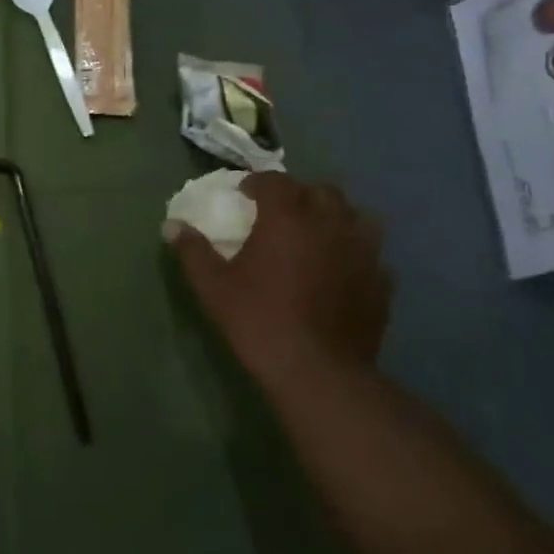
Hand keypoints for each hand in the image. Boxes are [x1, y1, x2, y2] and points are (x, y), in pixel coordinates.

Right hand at [169, 173, 390, 384]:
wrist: (317, 371)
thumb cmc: (258, 320)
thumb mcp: (213, 287)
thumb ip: (193, 251)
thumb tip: (172, 225)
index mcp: (288, 218)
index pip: (275, 181)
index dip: (257, 183)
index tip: (244, 194)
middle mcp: (331, 223)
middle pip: (321, 191)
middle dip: (300, 195)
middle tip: (281, 214)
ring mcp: (363, 251)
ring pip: (356, 216)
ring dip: (335, 217)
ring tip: (318, 234)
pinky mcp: (381, 281)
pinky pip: (370, 253)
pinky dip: (354, 252)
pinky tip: (341, 270)